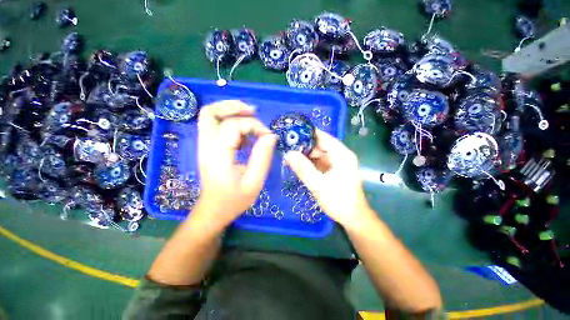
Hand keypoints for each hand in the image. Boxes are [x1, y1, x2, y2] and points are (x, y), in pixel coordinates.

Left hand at [195, 100, 276, 228]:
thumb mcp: (254, 182)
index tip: (268, 136)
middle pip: (210, 112)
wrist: (213, 210)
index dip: (253, 126)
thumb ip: (263, 158)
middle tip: (253, 111)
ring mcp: (204, 145)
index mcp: (218, 155)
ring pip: (209, 115)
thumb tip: (271, 136)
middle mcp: (206, 146)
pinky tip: (244, 134)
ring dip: (230, 111)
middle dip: (233, 106)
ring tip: (250, 118)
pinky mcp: (207, 147)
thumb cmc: (234, 200)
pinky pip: (215, 125)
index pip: (233, 126)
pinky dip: (229, 122)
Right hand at [285, 130, 371, 228]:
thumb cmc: (338, 200)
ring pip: (318, 154)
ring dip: (305, 155)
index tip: (292, 133)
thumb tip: (288, 154)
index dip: (308, 134)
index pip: (323, 137)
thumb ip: (303, 168)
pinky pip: (319, 162)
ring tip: (289, 155)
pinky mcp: (333, 170)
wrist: (352, 217)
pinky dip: (309, 163)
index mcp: (341, 154)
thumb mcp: (318, 184)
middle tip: (287, 147)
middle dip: (304, 146)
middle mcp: (340, 155)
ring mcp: (337, 163)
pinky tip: (298, 164)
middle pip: (320, 145)